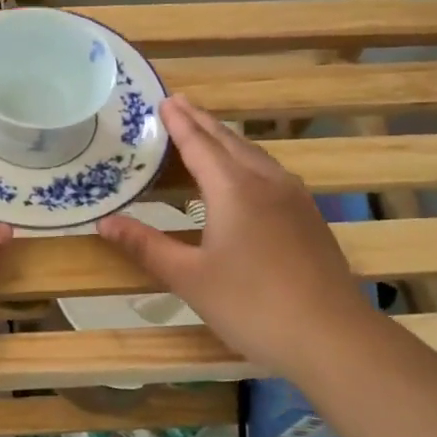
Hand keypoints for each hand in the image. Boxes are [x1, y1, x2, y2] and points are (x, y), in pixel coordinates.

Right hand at [98, 98, 376, 379]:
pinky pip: (270, 171)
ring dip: (226, 138)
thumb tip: (103, 223)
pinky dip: (247, 158)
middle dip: (202, 121)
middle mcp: (265, 182)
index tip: (164, 100)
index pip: (199, 144)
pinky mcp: (308, 217)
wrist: (332, 337)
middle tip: (179, 103)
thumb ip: (145, 245)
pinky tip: (247, 173)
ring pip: (254, 154)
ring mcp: (293, 198)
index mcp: (233, 189)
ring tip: (207, 130)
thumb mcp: (188, 277)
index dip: (179, 122)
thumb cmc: (251, 304)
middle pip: (229, 141)